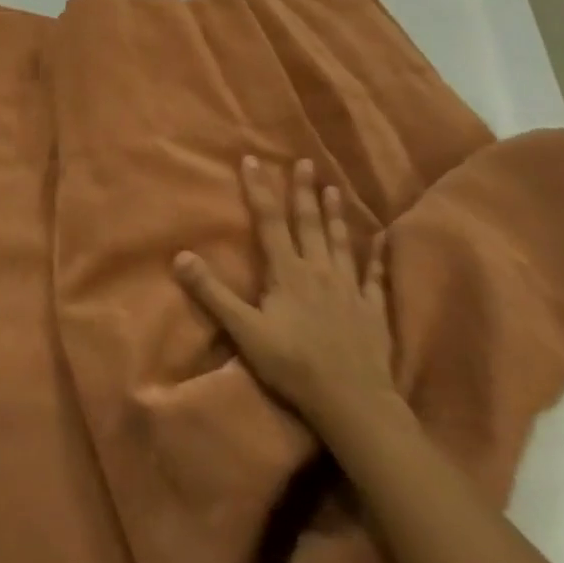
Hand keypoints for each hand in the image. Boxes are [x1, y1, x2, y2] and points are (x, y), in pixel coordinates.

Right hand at [175, 156, 396, 435]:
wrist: (354, 402)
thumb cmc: (293, 364)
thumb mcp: (244, 330)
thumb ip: (212, 293)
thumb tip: (180, 256)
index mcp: (287, 272)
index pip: (269, 221)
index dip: (260, 189)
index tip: (253, 160)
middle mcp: (319, 271)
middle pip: (308, 223)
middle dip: (303, 191)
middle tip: (305, 162)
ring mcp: (349, 289)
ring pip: (340, 243)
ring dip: (335, 214)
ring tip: (334, 189)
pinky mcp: (372, 311)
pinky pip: (375, 278)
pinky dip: (378, 258)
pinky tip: (383, 242)